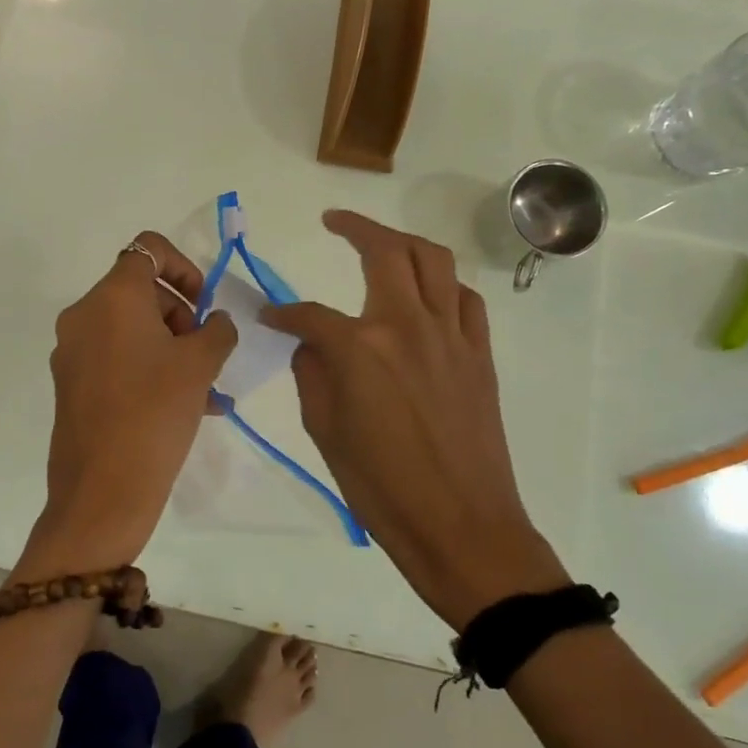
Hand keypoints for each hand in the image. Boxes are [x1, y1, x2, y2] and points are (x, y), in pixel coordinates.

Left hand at [16, 232, 237, 580]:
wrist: (102, 491)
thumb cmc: (155, 413)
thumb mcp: (200, 365)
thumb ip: (216, 330)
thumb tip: (214, 322)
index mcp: (112, 297)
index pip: (148, 250)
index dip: (184, 267)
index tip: (203, 305)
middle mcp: (84, 315)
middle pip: (141, 292)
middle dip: (182, 317)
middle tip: (207, 356)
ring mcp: (73, 351)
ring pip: (132, 330)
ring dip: (172, 349)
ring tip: (207, 391)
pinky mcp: (71, 384)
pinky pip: (117, 359)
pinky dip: (150, 369)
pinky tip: (188, 407)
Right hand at [262, 210, 569, 629]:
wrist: (461, 527)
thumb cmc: (382, 489)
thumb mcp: (325, 432)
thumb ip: (313, 373)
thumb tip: (312, 343)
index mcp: (360, 349)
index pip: (310, 314)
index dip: (283, 313)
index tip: (269, 316)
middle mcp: (407, 325)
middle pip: (384, 251)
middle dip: (354, 227)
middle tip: (334, 221)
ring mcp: (450, 335)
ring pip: (433, 261)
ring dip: (403, 242)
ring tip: (383, 244)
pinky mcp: (479, 353)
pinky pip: (464, 299)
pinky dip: (443, 285)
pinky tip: (428, 295)